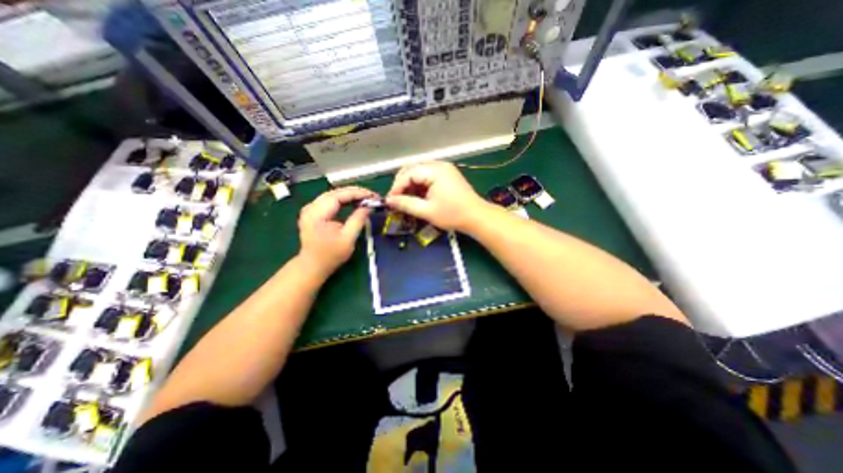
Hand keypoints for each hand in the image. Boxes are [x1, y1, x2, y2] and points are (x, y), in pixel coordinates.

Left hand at [296, 186, 374, 276]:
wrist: (312, 266)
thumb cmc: (330, 255)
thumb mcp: (348, 238)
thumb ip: (358, 219)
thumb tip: (369, 206)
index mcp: (317, 213)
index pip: (339, 195)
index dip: (357, 193)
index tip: (372, 195)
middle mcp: (311, 207)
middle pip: (335, 192)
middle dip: (355, 192)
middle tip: (371, 196)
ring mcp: (311, 209)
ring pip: (333, 195)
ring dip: (350, 195)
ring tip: (365, 199)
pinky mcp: (313, 212)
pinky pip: (330, 201)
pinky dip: (344, 200)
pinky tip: (354, 203)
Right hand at [385, 162, 490, 229]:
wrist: (477, 217)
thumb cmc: (453, 215)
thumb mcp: (427, 211)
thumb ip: (406, 204)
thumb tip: (389, 201)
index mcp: (435, 171)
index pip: (408, 173)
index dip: (397, 187)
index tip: (390, 201)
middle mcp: (439, 165)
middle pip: (412, 167)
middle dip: (402, 183)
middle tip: (397, 198)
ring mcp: (444, 168)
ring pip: (419, 170)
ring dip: (410, 183)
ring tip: (406, 198)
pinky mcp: (447, 174)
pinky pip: (428, 174)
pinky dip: (420, 183)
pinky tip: (417, 195)